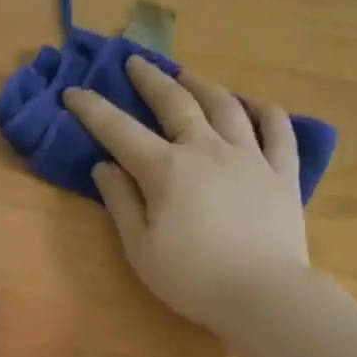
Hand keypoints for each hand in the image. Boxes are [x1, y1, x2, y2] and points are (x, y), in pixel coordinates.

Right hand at [65, 55, 310, 331]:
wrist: (262, 293)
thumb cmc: (192, 278)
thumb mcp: (141, 249)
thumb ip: (121, 203)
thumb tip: (104, 166)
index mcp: (166, 170)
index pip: (120, 131)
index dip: (93, 109)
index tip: (73, 92)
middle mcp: (207, 149)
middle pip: (176, 103)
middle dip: (150, 80)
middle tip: (135, 63)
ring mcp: (250, 156)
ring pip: (226, 106)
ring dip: (203, 85)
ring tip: (188, 76)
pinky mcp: (283, 172)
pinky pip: (277, 129)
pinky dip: (264, 110)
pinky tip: (255, 104)